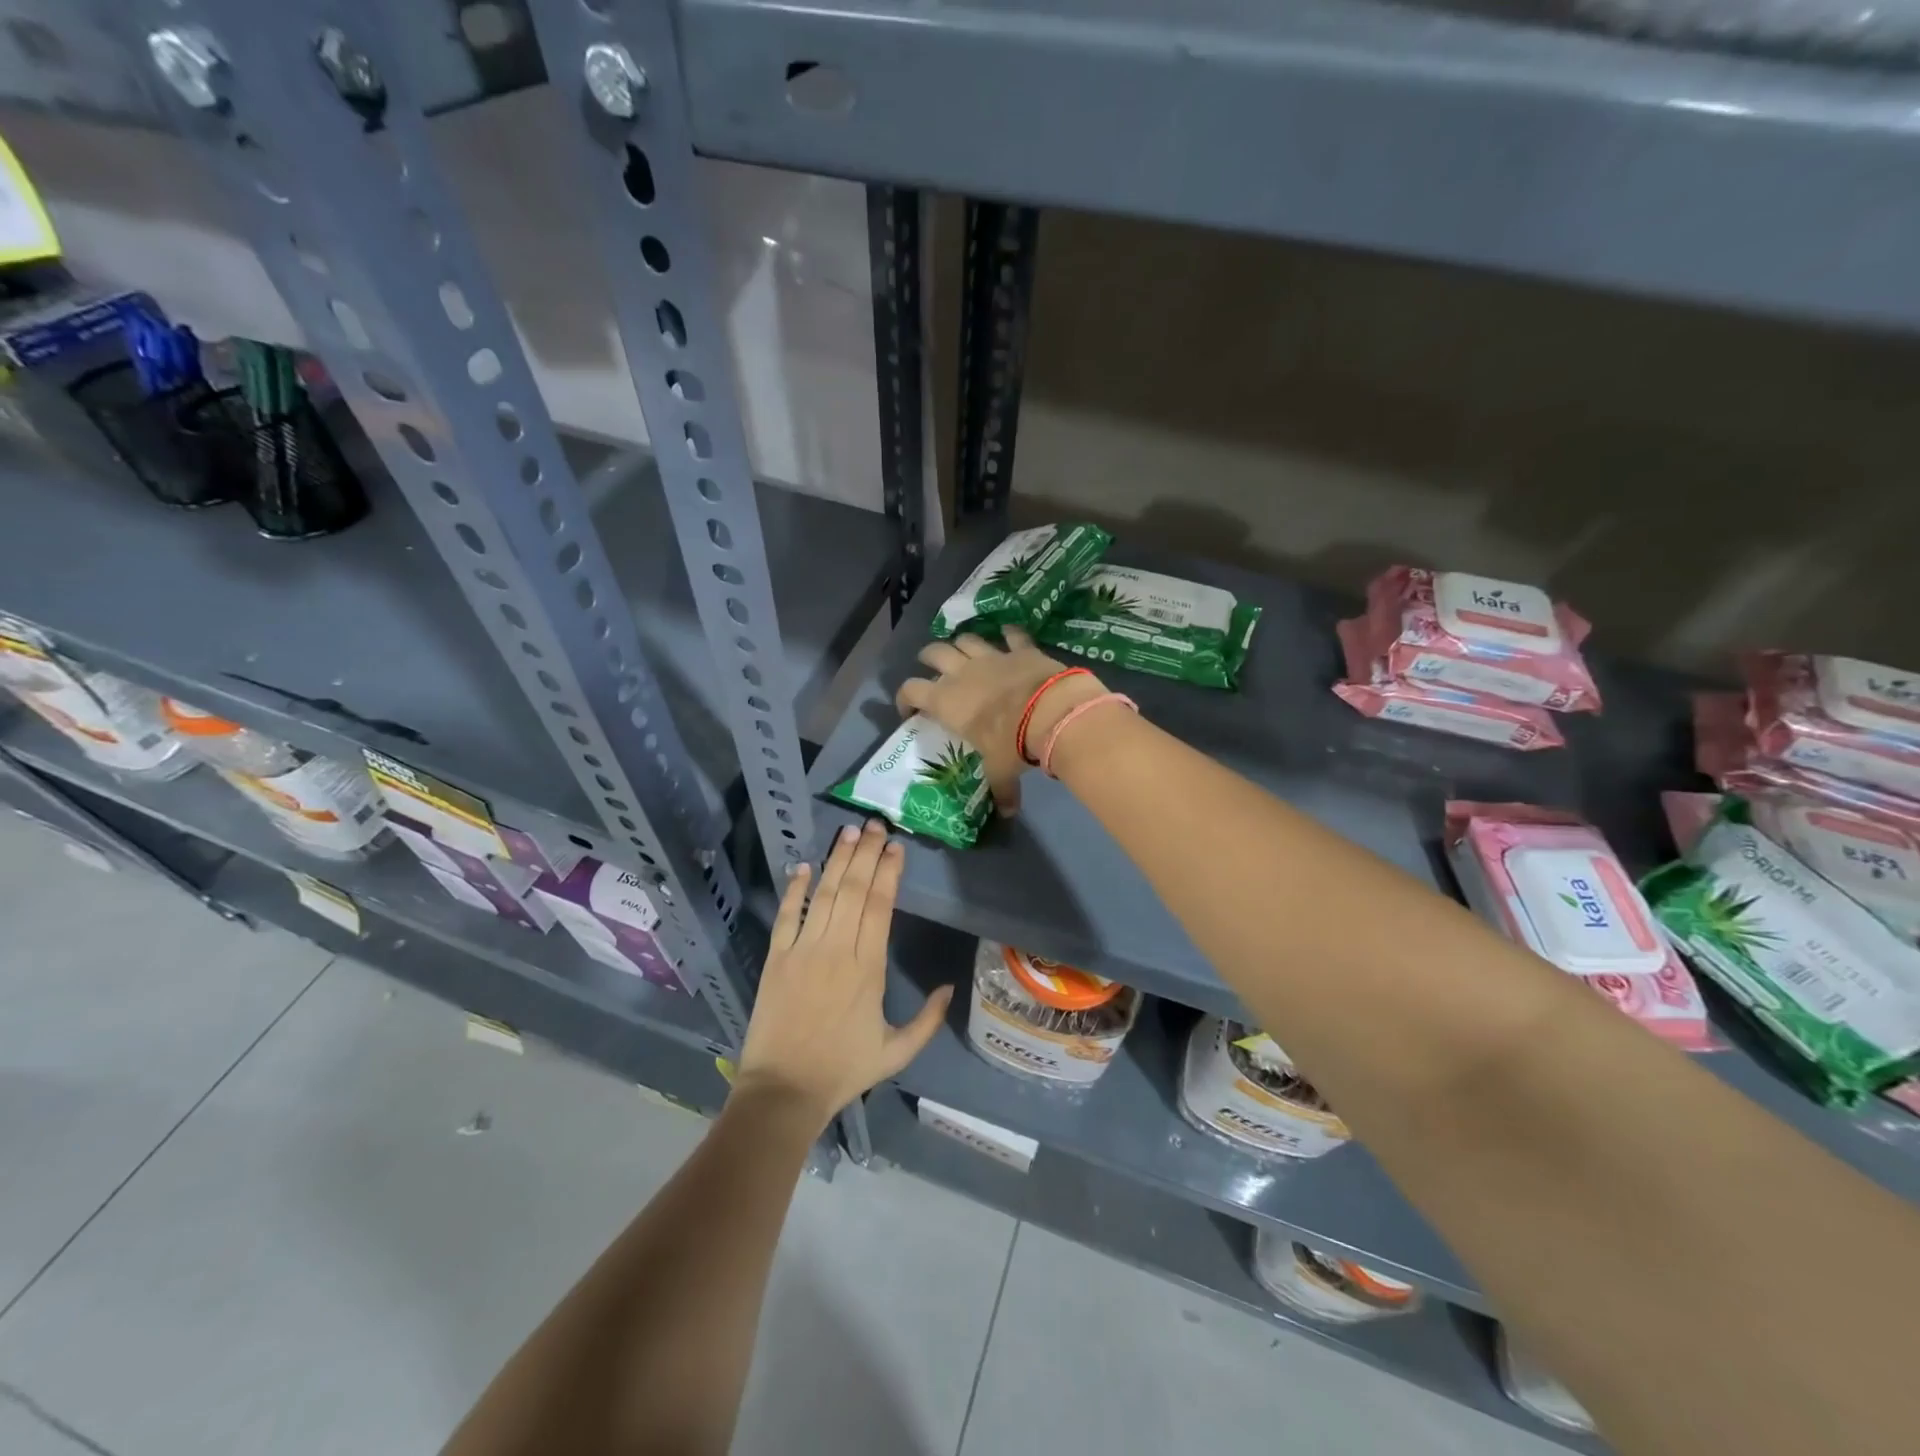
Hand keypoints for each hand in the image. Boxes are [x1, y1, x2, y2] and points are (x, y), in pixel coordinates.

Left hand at [736, 819, 951, 1129]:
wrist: (783, 1092)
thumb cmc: (842, 1071)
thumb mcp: (896, 1052)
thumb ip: (928, 1020)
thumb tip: (949, 987)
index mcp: (868, 968)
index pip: (880, 905)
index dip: (888, 872)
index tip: (895, 847)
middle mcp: (836, 949)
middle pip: (853, 889)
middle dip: (865, 853)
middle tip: (874, 825)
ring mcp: (803, 950)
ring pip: (823, 894)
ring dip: (836, 860)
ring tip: (848, 832)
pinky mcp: (776, 958)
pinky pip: (786, 915)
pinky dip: (794, 888)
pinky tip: (803, 865)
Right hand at [894, 628, 1107, 815]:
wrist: (1050, 711)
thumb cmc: (1013, 743)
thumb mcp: (1001, 770)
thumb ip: (1001, 789)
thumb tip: (1007, 812)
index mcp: (947, 700)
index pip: (911, 690)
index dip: (904, 698)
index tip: (909, 710)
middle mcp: (962, 673)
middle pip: (934, 653)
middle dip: (928, 658)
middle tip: (931, 668)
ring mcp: (992, 656)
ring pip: (966, 639)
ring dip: (962, 643)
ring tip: (963, 651)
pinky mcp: (1020, 649)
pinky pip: (1012, 634)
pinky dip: (1009, 633)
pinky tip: (1009, 634)